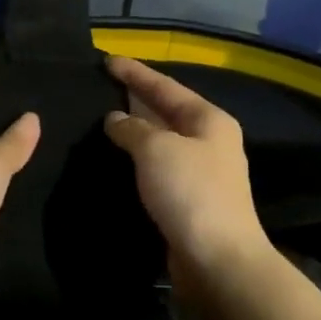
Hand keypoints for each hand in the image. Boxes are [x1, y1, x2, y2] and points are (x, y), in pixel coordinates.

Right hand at [103, 58, 270, 288]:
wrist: (217, 259)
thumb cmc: (190, 193)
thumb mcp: (156, 149)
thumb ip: (132, 129)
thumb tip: (116, 119)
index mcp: (209, 120)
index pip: (165, 86)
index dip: (135, 72)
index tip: (107, 60)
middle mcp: (210, 141)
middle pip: (167, 111)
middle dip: (136, 99)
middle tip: (103, 88)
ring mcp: (202, 172)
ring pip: (162, 141)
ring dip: (136, 131)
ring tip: (103, 122)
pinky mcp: (190, 200)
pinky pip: (159, 168)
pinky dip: (138, 160)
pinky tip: (118, 161)